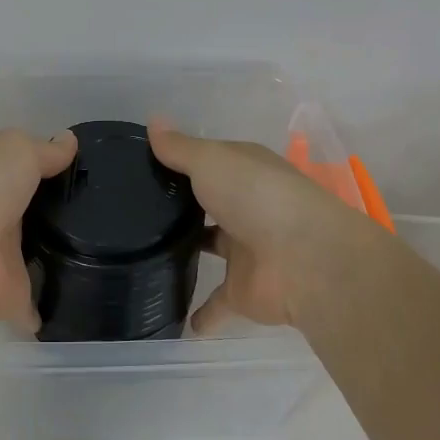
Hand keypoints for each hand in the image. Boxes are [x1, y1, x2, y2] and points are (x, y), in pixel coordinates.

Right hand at [149, 122, 382, 336]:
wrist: (306, 260)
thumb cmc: (256, 196)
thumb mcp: (211, 160)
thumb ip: (179, 148)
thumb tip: (152, 120)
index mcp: (243, 171)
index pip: (208, 161)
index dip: (180, 161)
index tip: (141, 165)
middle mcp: (245, 207)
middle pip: (210, 204)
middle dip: (183, 205)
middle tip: (133, 209)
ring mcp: (245, 251)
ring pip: (211, 248)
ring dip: (189, 252)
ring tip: (142, 253)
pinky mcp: (243, 292)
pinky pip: (216, 304)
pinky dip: (200, 314)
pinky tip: (173, 319)